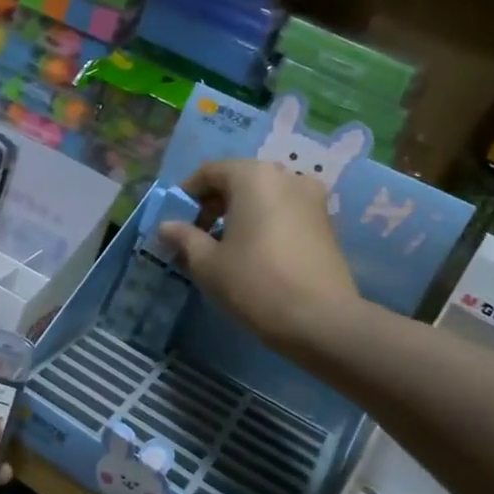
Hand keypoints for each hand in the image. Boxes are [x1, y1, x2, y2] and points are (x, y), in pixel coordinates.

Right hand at [157, 158, 363, 351]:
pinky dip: (264, 223)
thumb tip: (166, 227)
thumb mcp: (206, 263)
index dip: (187, 194)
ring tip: (225, 247)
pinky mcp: (327, 223)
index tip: (175, 221)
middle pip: (239, 180)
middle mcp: (287, 176)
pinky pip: (285, 212)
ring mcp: (312, 199)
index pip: (210, 172)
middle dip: (214, 204)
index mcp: (253, 176)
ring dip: (240, 214)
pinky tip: (254, 254)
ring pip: (264, 196)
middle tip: (197, 235)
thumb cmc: (254, 283)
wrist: (320, 320)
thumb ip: (184, 237)